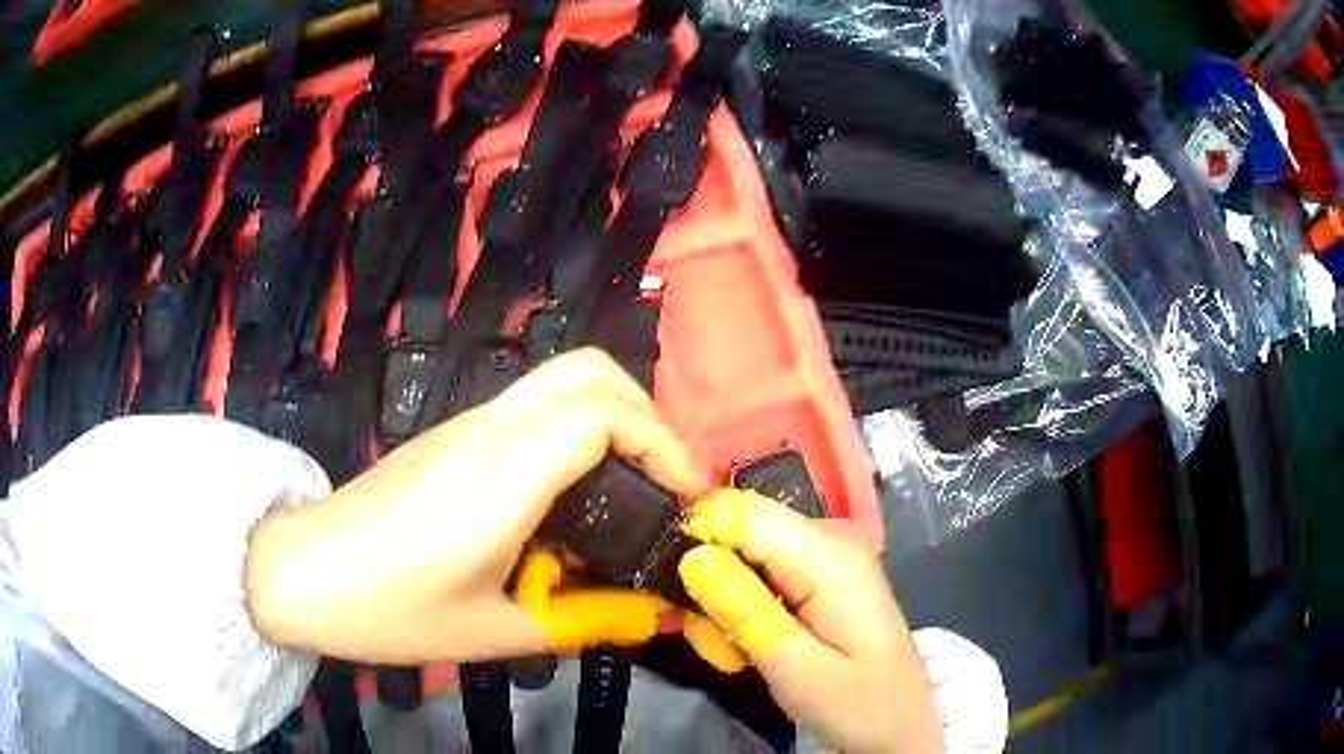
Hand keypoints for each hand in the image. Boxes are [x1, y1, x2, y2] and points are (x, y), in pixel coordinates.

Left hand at [245, 348, 708, 662]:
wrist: (301, 573)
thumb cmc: (389, 610)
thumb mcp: (493, 633)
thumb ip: (583, 621)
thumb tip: (655, 616)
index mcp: (500, 479)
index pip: (600, 415)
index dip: (662, 444)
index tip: (687, 498)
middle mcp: (487, 433)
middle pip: (587, 371)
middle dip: (646, 414)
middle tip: (664, 482)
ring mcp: (464, 426)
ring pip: (558, 381)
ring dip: (613, 419)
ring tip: (630, 490)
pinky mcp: (449, 435)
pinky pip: (529, 408)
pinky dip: (575, 431)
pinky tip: (570, 498)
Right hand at [679, 490, 943, 753]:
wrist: (901, 728)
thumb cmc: (859, 705)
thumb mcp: (797, 670)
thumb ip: (745, 612)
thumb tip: (690, 555)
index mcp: (828, 555)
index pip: (742, 511)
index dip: (697, 538)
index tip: (672, 591)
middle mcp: (827, 541)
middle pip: (740, 534)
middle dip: (708, 585)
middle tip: (710, 643)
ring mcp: (825, 560)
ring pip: (744, 560)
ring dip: (723, 607)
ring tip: (732, 656)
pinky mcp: (819, 581)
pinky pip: (762, 579)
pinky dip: (743, 612)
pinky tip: (748, 649)